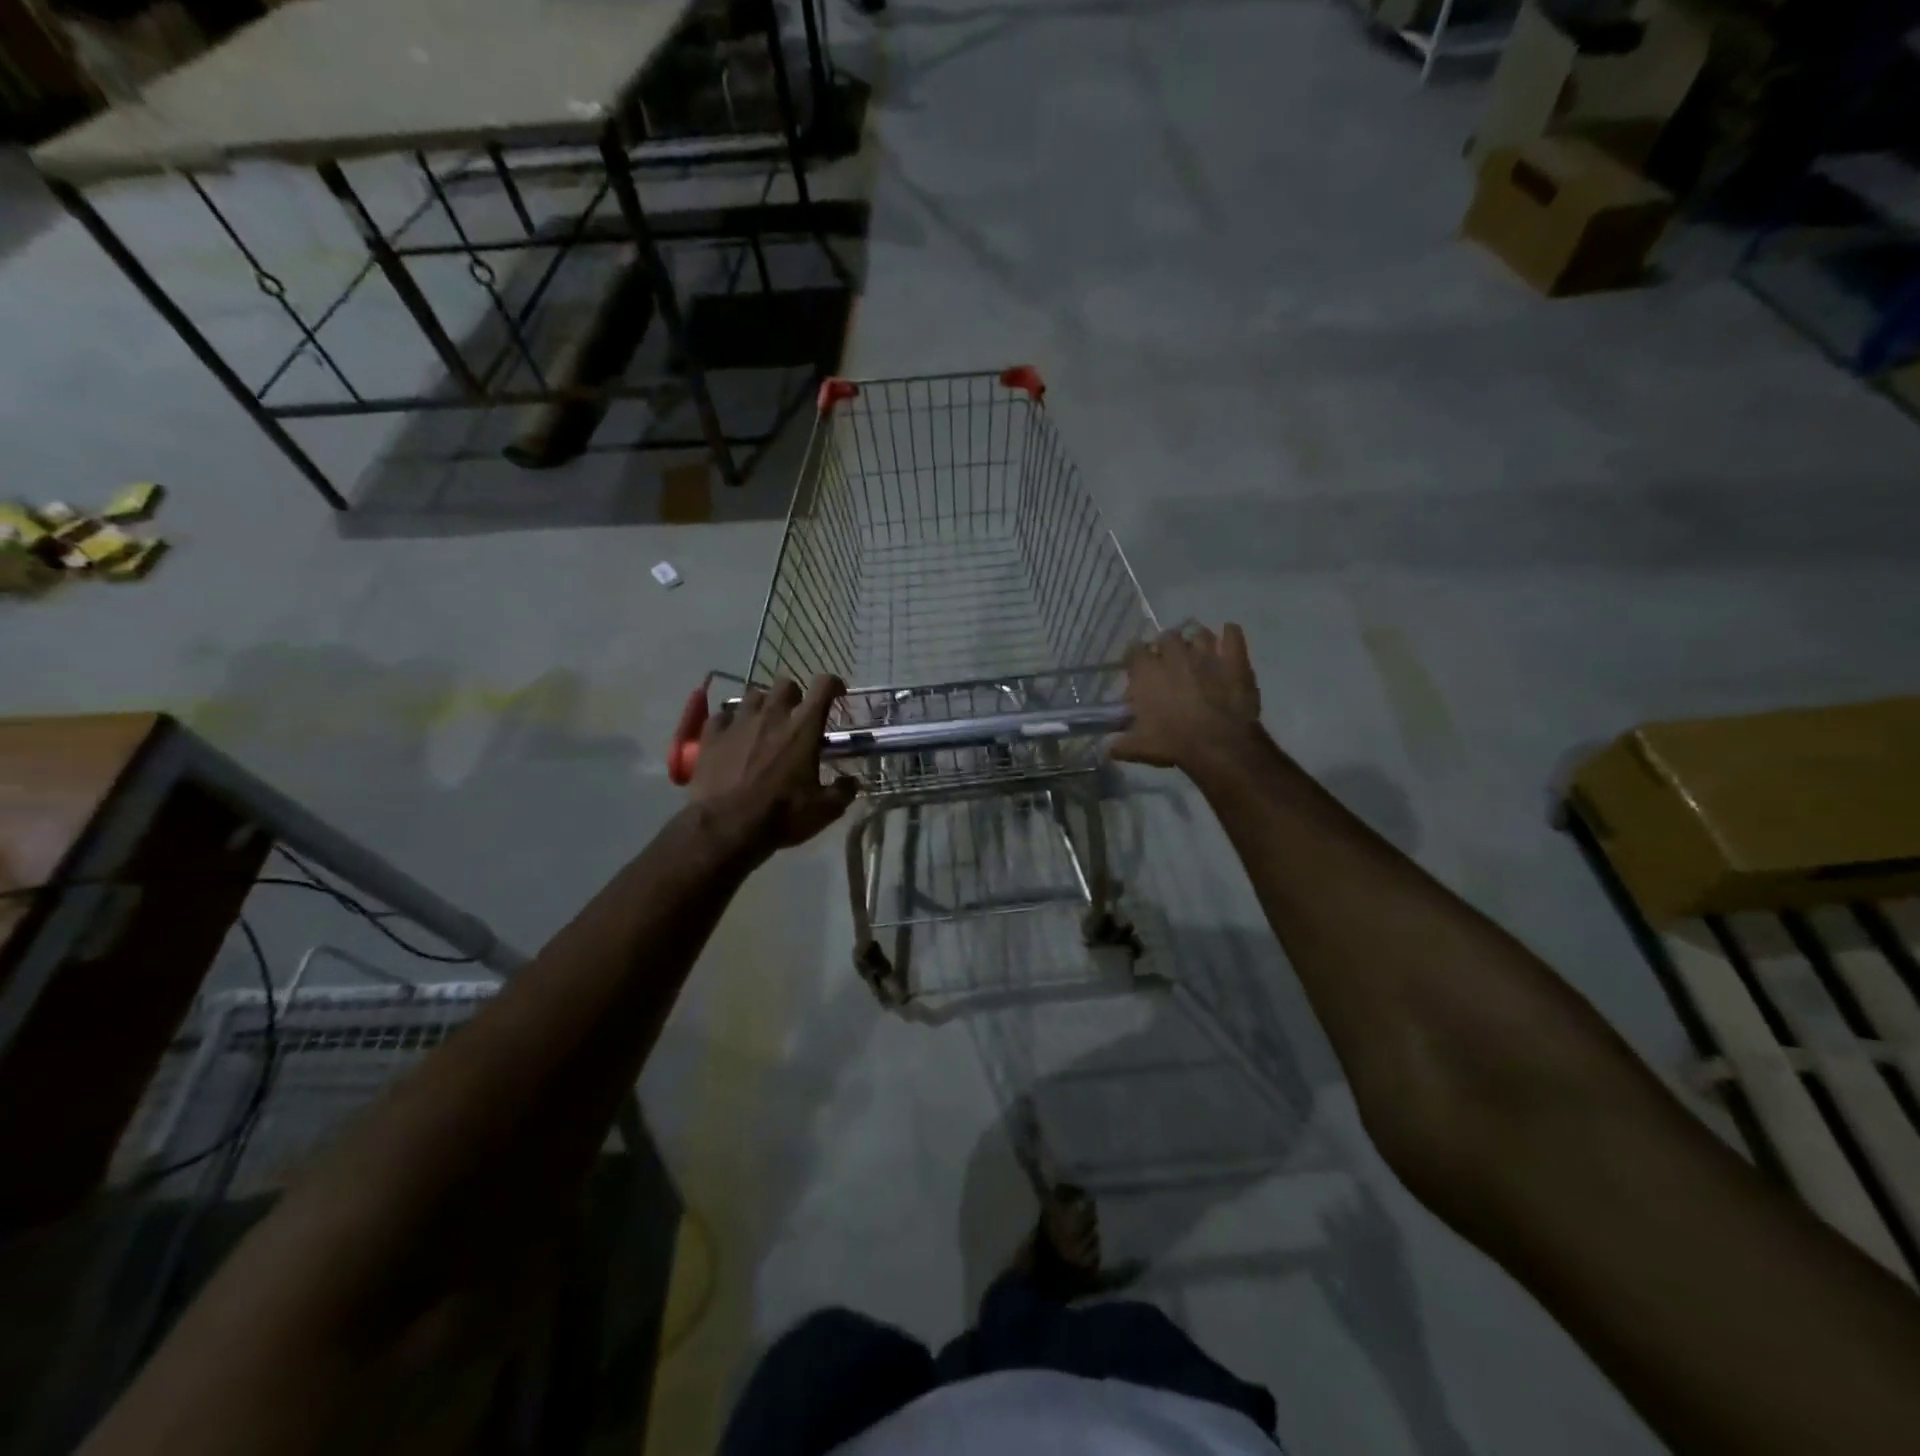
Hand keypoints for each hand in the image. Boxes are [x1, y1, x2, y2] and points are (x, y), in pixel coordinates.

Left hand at [688, 675, 856, 855]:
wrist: (725, 827)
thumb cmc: (781, 815)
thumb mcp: (824, 810)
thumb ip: (843, 791)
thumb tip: (852, 782)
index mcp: (803, 728)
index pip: (823, 686)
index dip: (833, 684)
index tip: (837, 694)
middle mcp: (772, 715)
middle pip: (785, 684)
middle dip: (794, 694)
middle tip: (796, 714)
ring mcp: (738, 722)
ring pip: (753, 695)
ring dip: (763, 705)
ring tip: (764, 724)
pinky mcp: (712, 734)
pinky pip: (723, 715)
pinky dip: (731, 721)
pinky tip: (733, 736)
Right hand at [1109, 624, 1262, 771]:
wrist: (1220, 745)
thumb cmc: (1174, 743)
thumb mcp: (1140, 748)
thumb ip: (1122, 745)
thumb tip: (1109, 748)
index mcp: (1148, 672)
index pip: (1134, 651)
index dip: (1136, 659)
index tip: (1138, 670)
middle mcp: (1175, 655)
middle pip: (1166, 637)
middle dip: (1166, 648)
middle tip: (1169, 665)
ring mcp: (1207, 654)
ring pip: (1199, 633)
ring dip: (1196, 641)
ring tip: (1198, 654)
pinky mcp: (1235, 659)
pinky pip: (1233, 634)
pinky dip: (1230, 634)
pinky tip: (1228, 639)